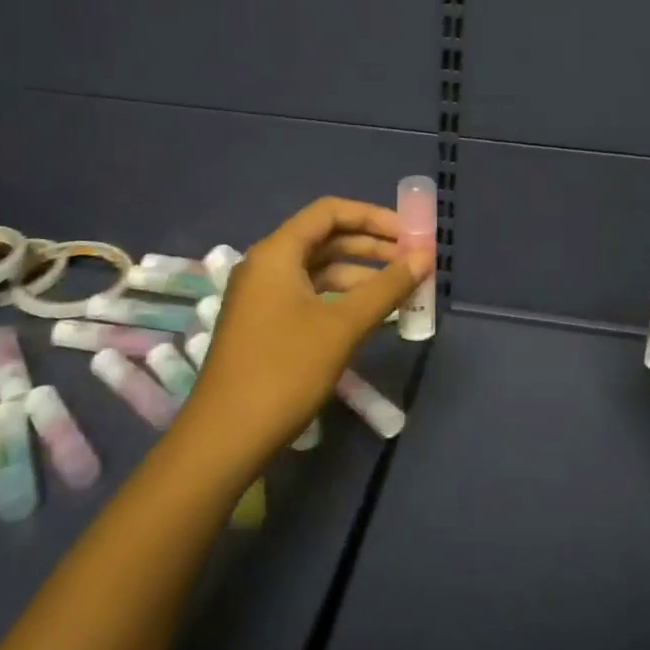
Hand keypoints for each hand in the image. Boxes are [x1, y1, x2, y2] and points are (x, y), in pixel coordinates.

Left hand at [177, 196, 427, 475]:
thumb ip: (387, 287)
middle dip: (372, 246)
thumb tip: (425, 256)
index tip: (409, 233)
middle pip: (325, 238)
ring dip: (361, 274)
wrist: (225, 438)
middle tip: (413, 260)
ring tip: (402, 290)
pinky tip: (370, 314)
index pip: (329, 212)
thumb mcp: (343, 326)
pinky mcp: (265, 324)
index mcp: (277, 253)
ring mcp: (263, 296)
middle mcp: (266, 265)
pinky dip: (342, 297)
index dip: (373, 216)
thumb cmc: (285, 371)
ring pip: (319, 269)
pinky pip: (310, 295)